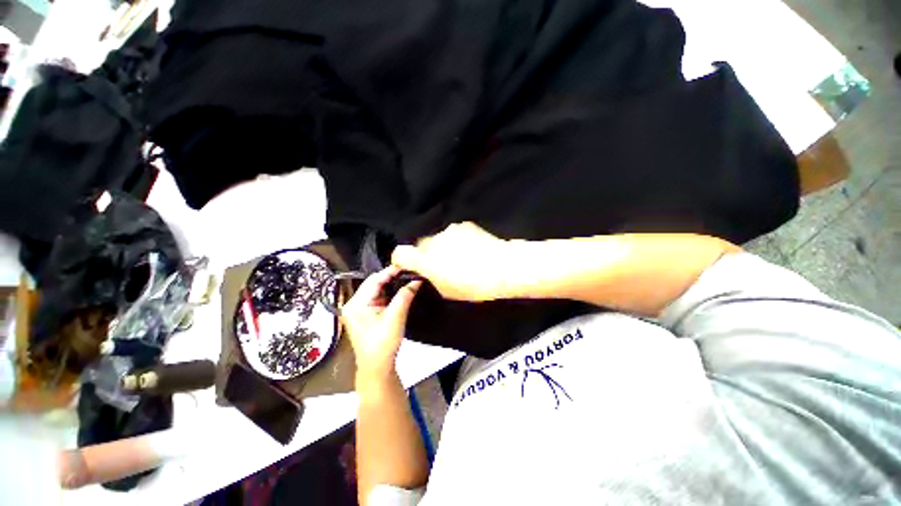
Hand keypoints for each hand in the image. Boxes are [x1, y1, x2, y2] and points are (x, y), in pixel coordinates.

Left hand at [342, 266, 421, 379]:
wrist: (377, 368)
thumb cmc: (383, 345)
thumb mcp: (396, 318)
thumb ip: (405, 296)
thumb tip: (416, 280)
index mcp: (356, 304)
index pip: (374, 280)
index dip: (390, 271)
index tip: (405, 265)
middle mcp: (353, 304)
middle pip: (373, 283)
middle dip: (391, 277)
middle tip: (408, 271)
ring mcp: (358, 310)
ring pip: (376, 290)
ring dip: (390, 285)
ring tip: (406, 278)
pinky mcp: (365, 314)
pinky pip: (377, 298)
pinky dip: (388, 293)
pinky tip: (399, 290)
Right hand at [391, 222, 510, 301]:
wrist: (503, 268)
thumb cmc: (474, 285)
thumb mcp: (446, 290)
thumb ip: (431, 278)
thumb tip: (427, 272)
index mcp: (426, 260)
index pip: (399, 253)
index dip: (401, 259)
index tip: (409, 265)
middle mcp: (433, 241)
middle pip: (420, 244)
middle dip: (426, 253)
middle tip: (441, 264)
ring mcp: (449, 230)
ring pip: (438, 238)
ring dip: (442, 246)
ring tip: (461, 256)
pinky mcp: (464, 225)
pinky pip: (453, 233)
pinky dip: (457, 240)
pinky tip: (471, 248)